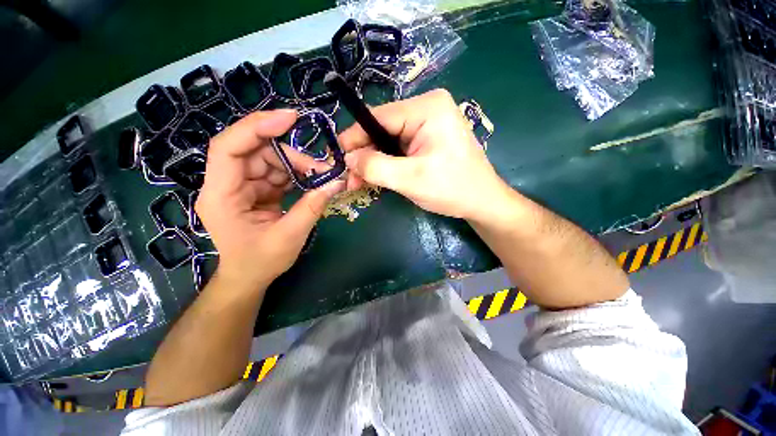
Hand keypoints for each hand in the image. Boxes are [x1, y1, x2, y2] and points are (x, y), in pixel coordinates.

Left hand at [196, 110, 344, 289]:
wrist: (250, 276)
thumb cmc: (261, 262)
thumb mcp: (289, 237)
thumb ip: (312, 207)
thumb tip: (336, 183)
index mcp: (221, 196)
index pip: (229, 148)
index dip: (257, 127)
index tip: (290, 118)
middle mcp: (227, 184)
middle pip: (256, 151)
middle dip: (291, 155)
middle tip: (321, 167)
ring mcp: (242, 186)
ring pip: (269, 160)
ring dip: (297, 165)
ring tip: (321, 177)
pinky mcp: (256, 190)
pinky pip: (276, 172)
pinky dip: (296, 174)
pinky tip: (311, 182)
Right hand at [340, 89, 508, 219]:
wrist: (481, 201)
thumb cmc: (452, 188)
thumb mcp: (410, 179)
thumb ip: (375, 166)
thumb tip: (348, 158)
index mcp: (426, 108)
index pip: (378, 117)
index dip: (354, 139)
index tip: (337, 159)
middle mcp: (426, 108)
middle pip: (382, 129)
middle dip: (364, 155)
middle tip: (350, 180)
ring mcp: (427, 123)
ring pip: (388, 140)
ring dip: (374, 162)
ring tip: (361, 182)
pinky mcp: (427, 137)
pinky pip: (398, 147)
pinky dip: (386, 163)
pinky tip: (378, 177)